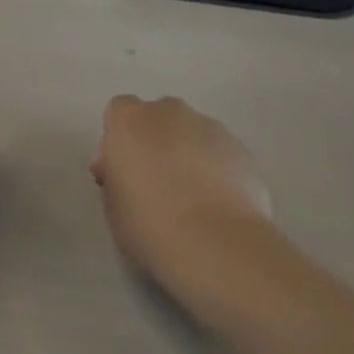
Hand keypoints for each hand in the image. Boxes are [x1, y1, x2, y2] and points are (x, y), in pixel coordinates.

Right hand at [90, 95, 271, 274]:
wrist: (214, 242)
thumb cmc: (148, 223)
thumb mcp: (112, 203)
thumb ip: (115, 175)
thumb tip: (124, 169)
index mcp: (130, 121)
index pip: (119, 111)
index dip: (119, 140)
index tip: (121, 171)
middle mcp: (170, 113)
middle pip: (158, 117)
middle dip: (154, 141)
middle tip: (155, 182)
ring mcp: (210, 126)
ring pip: (191, 133)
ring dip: (186, 153)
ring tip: (191, 197)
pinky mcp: (241, 148)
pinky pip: (218, 152)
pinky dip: (214, 168)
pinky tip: (216, 203)